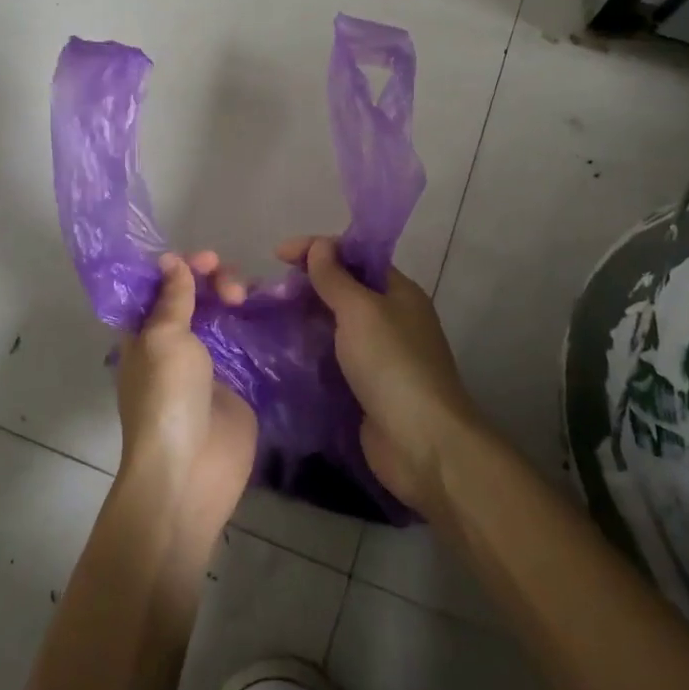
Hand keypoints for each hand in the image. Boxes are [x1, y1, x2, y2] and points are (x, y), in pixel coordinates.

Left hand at [113, 252, 257, 533]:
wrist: (191, 470)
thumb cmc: (166, 398)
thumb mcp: (162, 338)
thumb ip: (172, 298)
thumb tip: (171, 261)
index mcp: (145, 332)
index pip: (160, 286)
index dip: (181, 267)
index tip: (206, 260)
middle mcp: (174, 342)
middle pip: (195, 296)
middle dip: (213, 280)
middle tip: (232, 290)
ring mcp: (208, 362)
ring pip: (223, 314)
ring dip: (235, 297)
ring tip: (248, 299)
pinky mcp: (238, 381)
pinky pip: (247, 341)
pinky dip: (257, 322)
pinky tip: (271, 309)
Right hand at [277, 236, 482, 516]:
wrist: (421, 443)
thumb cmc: (392, 365)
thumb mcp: (361, 311)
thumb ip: (336, 278)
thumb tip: (319, 246)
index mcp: (398, 292)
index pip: (355, 256)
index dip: (317, 249)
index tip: (277, 255)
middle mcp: (391, 318)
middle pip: (345, 289)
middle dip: (308, 284)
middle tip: (268, 291)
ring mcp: (379, 355)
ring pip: (336, 324)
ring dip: (305, 318)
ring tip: (267, 317)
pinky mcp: (365, 386)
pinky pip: (333, 357)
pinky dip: (309, 350)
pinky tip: (282, 351)